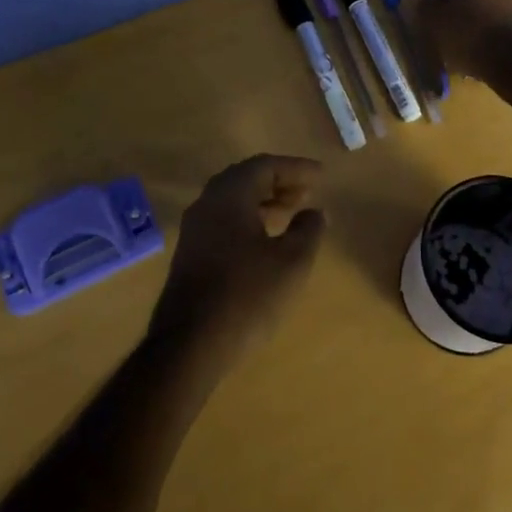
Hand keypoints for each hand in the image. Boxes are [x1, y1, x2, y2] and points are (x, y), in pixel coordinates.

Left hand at [149, 156, 326, 367]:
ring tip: (292, 212)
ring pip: (233, 199)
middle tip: (307, 192)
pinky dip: (248, 217)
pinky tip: (265, 239)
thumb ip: (308, 230)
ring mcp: (194, 228)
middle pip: (246, 178)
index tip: (322, 175)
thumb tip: (315, 211)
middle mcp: (207, 203)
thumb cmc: (246, 296)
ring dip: (264, 200)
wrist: (189, 345)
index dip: (296, 168)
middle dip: (279, 181)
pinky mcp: (190, 252)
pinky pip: (223, 219)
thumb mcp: (291, 262)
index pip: (265, 166)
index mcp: (229, 195)